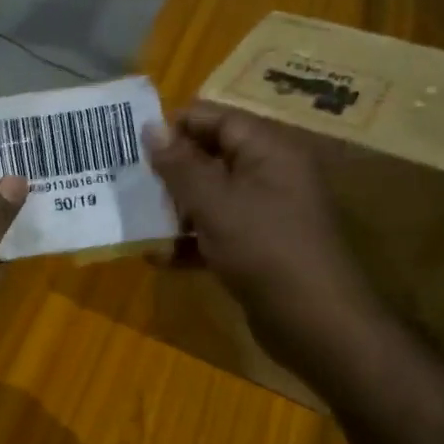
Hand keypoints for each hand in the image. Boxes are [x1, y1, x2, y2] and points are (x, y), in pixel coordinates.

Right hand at [143, 102, 382, 356]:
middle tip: (128, 184)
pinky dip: (189, 241)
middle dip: (169, 172)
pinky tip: (158, 257)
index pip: (217, 119)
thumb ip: (180, 166)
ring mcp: (265, 214)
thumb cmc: (265, 250)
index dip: (176, 127)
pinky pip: (217, 232)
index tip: (133, 144)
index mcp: (268, 151)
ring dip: (174, 209)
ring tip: (135, 220)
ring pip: (210, 197)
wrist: (316, 324)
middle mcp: (270, 175)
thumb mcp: (215, 204)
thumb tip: (150, 127)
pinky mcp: (258, 249)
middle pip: (211, 157)